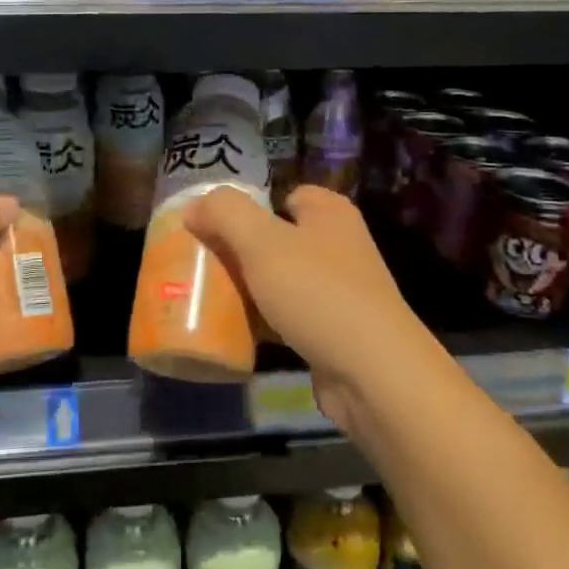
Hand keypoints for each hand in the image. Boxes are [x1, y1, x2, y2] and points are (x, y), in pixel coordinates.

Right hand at [184, 185, 437, 435]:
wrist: (373, 374)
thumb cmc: (318, 293)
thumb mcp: (261, 241)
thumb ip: (224, 213)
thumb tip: (195, 207)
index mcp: (329, 213)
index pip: (285, 194)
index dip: (249, 206)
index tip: (213, 227)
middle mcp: (338, 245)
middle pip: (276, 237)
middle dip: (240, 250)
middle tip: (202, 263)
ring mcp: (338, 290)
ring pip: (279, 279)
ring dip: (248, 289)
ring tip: (208, 297)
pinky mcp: (333, 330)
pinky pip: (287, 316)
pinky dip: (262, 322)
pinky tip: (233, 332)